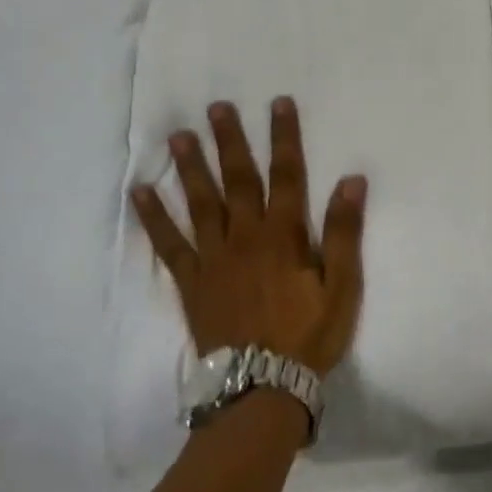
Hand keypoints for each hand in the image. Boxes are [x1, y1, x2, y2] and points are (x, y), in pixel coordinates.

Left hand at [132, 98, 367, 377]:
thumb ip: (345, 233)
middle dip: (230, 141)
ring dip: (190, 167)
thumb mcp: (343, 287)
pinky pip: (169, 245)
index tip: (279, 103)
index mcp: (284, 236)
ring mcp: (213, 258)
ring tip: (178, 136)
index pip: (287, 175)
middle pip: (238, 179)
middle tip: (216, 107)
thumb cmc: (309, 336)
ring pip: (201, 203)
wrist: (261, 387)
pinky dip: (154, 218)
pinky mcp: (191, 282)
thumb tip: (351, 181)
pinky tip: (140, 193)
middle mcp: (245, 237)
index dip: (284, 137)